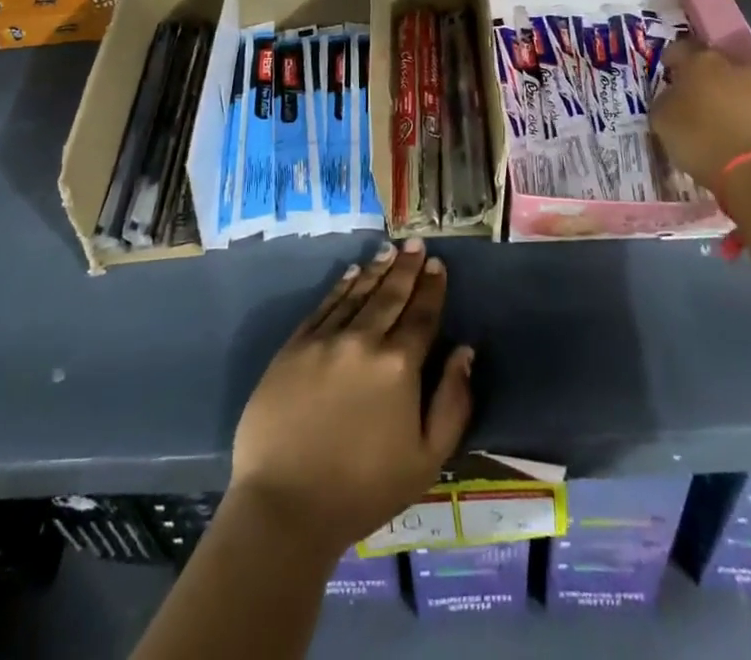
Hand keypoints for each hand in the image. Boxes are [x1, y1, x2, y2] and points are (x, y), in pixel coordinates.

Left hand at [231, 239, 474, 558]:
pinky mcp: (293, 347)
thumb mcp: (426, 459)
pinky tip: (350, 274)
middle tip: (417, 244)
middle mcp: (363, 340)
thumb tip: (464, 351)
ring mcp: (324, 340)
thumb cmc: (363, 490)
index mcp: (398, 365)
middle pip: (390, 295)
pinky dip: (340, 287)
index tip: (438, 264)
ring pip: (357, 294)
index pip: (421, 316)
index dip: (432, 288)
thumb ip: (453, 402)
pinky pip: (323, 306)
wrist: (285, 506)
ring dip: (376, 270)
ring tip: (389, 250)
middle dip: (407, 268)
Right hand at [649, 39, 750, 197]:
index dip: (669, 59)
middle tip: (688, 97)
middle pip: (711, 64)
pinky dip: (742, 115)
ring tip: (713, 119)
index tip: (665, 73)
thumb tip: (672, 97)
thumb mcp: (661, 120)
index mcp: (700, 61)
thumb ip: (664, 100)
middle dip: (699, 77)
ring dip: (724, 96)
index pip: (679, 48)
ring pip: (734, 84)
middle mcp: (733, 66)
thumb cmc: (699, 138)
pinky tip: (734, 135)